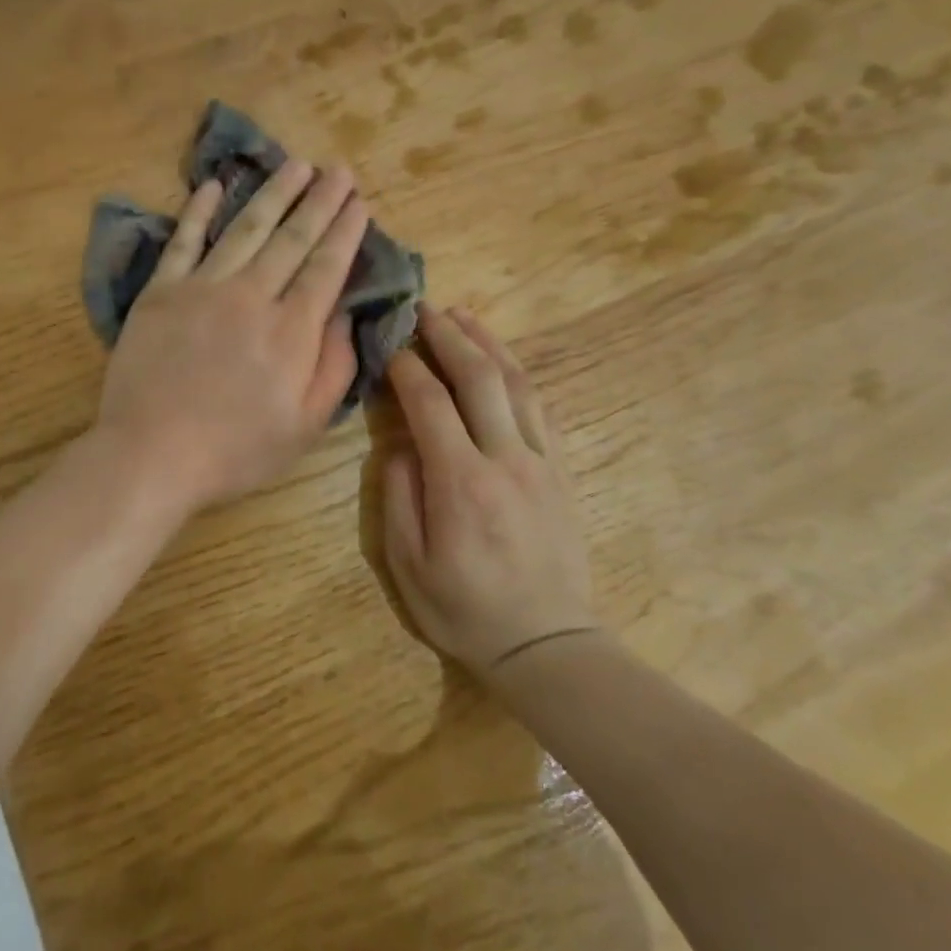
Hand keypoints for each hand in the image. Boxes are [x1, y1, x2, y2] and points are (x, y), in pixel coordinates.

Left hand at [97, 160, 370, 517]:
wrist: (151, 453)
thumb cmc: (235, 449)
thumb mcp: (305, 425)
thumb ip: (334, 367)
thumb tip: (346, 314)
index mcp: (291, 330)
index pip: (326, 266)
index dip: (345, 231)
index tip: (359, 202)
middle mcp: (252, 295)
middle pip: (292, 238)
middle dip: (320, 200)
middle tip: (338, 169)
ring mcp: (203, 287)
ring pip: (246, 228)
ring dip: (274, 193)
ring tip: (296, 164)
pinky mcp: (162, 291)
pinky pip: (183, 240)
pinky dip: (198, 210)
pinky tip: (214, 185)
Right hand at [381, 305, 597, 675]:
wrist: (546, 643)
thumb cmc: (465, 609)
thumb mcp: (408, 565)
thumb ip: (399, 496)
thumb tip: (400, 444)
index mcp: (461, 482)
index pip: (430, 403)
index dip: (406, 366)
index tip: (389, 345)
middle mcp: (505, 458)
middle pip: (479, 378)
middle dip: (449, 335)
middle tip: (425, 307)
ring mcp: (540, 461)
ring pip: (516, 384)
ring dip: (488, 343)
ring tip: (463, 316)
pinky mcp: (561, 470)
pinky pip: (540, 408)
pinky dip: (518, 375)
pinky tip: (502, 361)